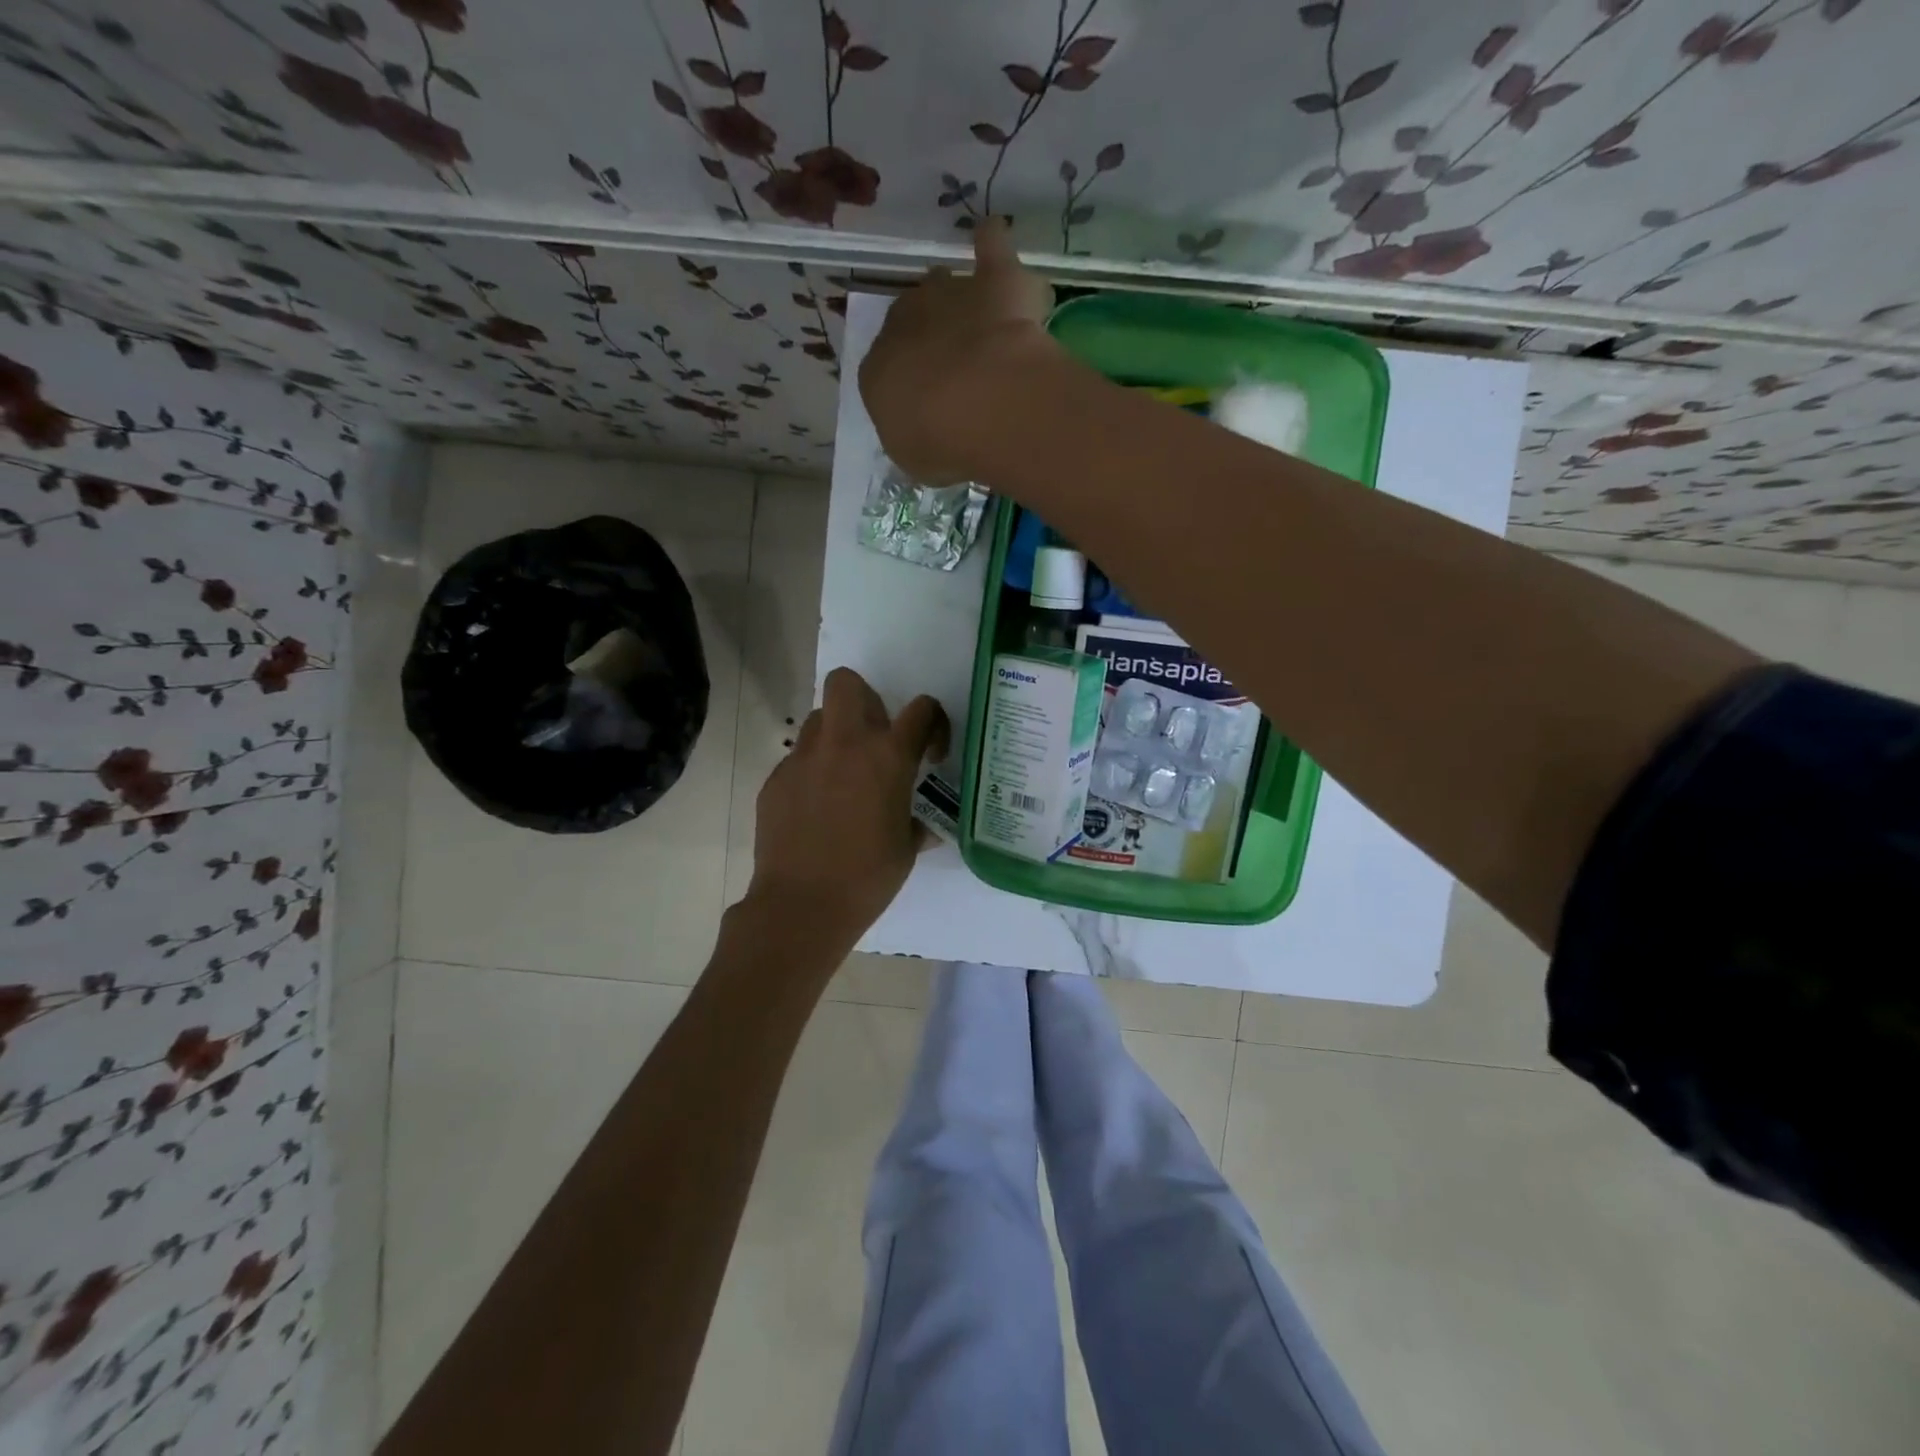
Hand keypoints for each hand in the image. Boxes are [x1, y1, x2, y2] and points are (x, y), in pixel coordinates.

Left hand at [747, 667, 948, 947]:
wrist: (802, 905)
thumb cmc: (867, 878)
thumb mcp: (906, 848)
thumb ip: (915, 822)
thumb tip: (921, 824)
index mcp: (888, 757)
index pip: (922, 709)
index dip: (933, 722)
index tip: (929, 751)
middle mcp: (844, 744)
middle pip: (846, 682)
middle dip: (863, 697)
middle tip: (872, 735)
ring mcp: (803, 758)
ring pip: (817, 719)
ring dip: (835, 735)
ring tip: (841, 775)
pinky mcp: (775, 779)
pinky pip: (797, 758)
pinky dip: (811, 771)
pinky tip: (815, 809)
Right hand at [859, 216, 1057, 483]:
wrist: (981, 403)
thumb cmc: (938, 442)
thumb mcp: (914, 457)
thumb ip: (914, 436)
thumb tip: (922, 432)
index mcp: (877, 370)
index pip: (884, 369)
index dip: (906, 382)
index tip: (925, 400)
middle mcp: (904, 322)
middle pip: (911, 320)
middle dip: (927, 336)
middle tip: (953, 364)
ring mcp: (949, 295)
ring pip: (945, 286)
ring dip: (955, 300)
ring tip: (974, 318)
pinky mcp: (994, 280)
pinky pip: (990, 247)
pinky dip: (991, 243)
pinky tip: (993, 239)